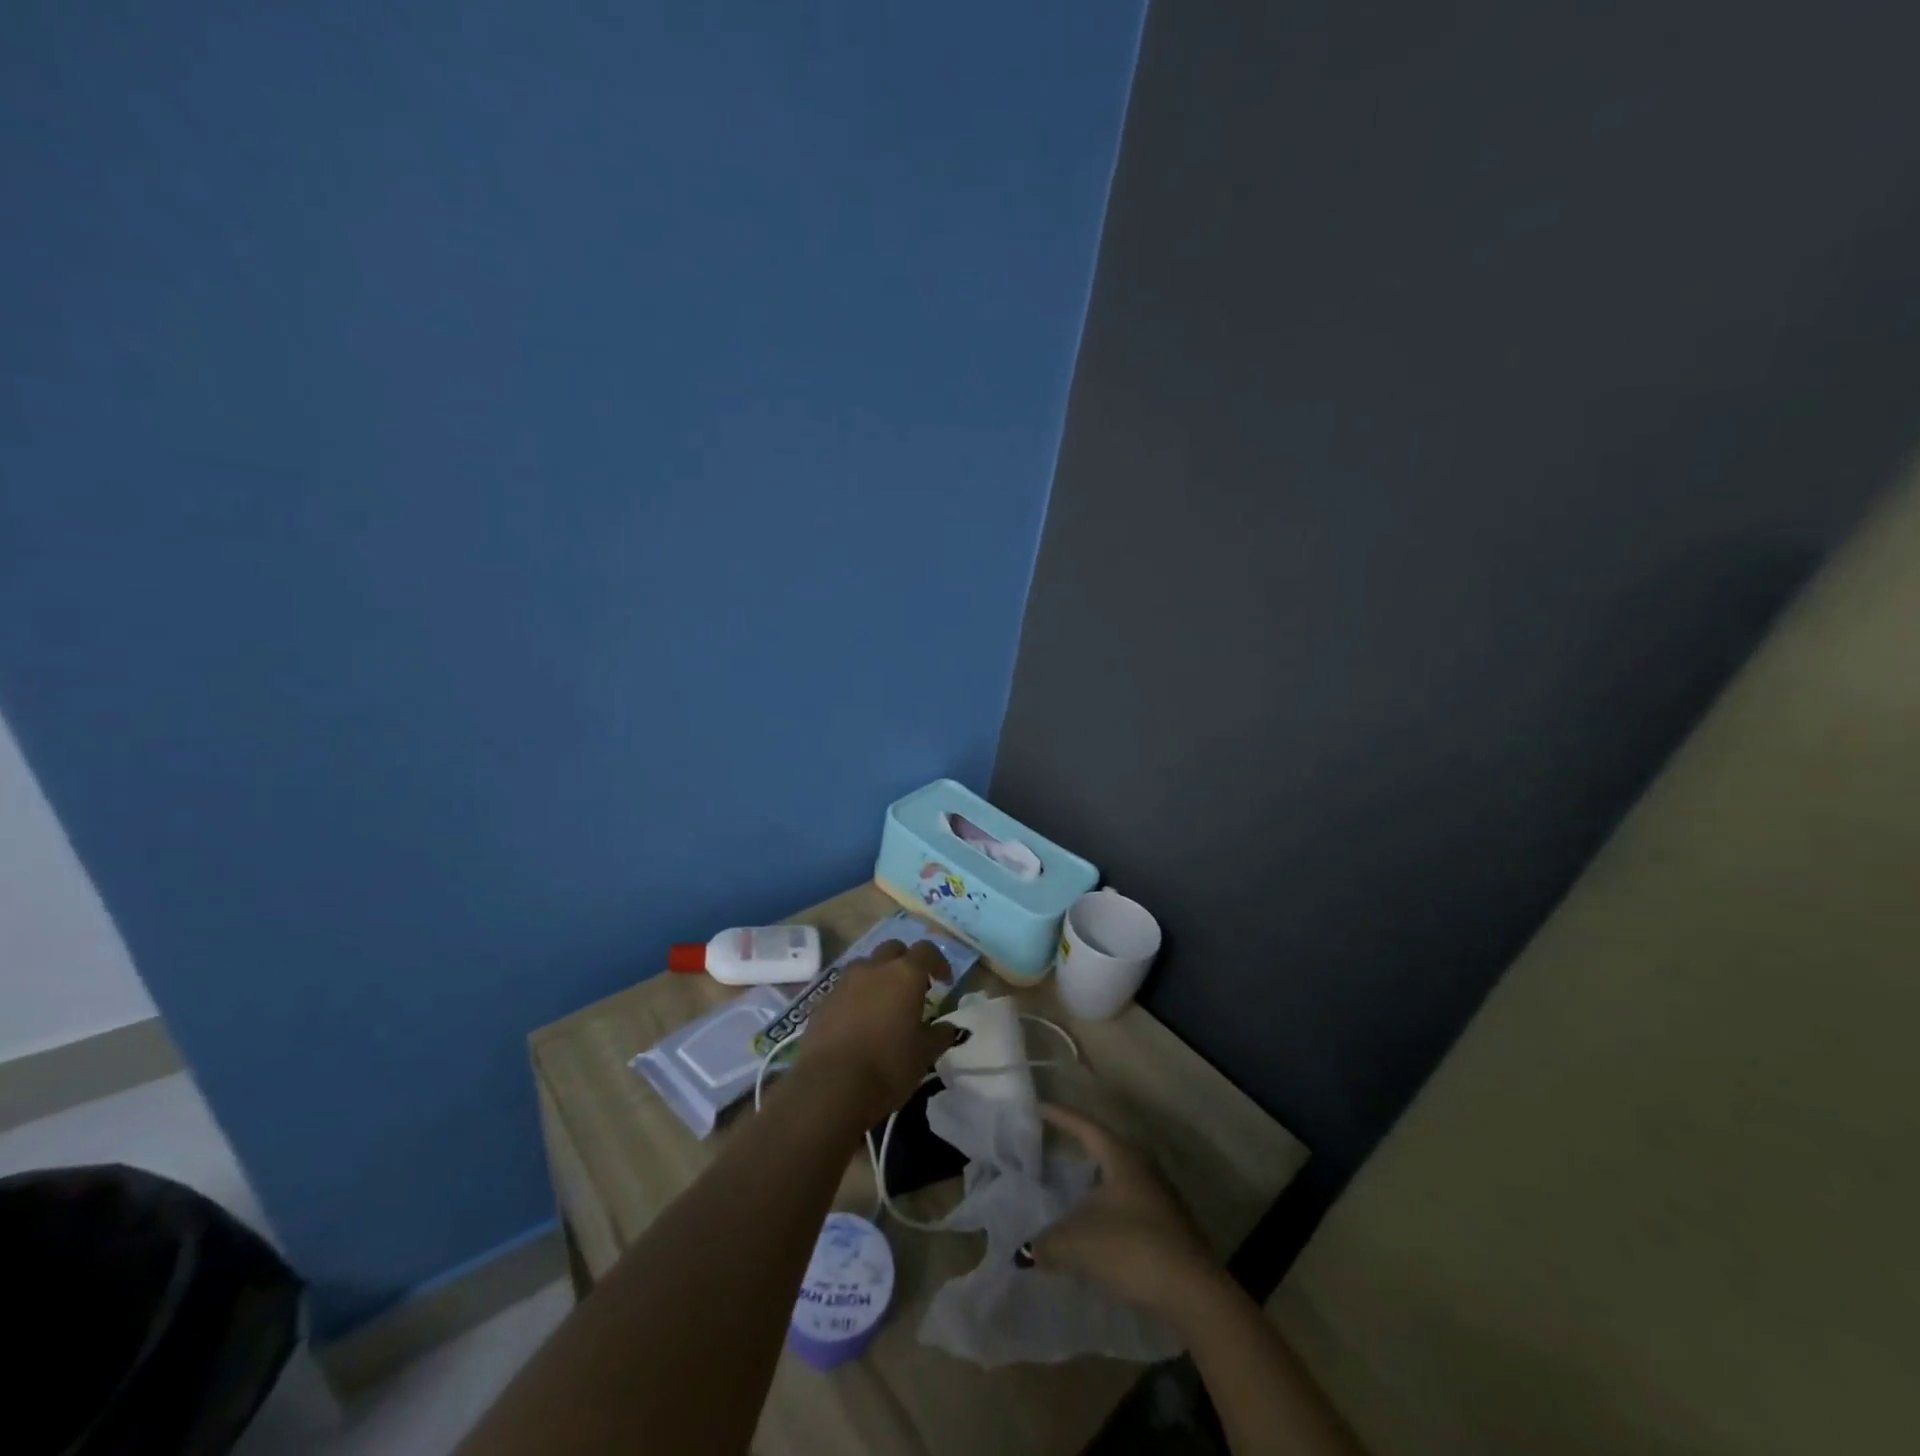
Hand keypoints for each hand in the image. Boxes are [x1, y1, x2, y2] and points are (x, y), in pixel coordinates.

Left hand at [791, 940, 958, 1120]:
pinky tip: (859, 1022)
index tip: (945, 982)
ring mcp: (844, 982)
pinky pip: (845, 988)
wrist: (830, 1086)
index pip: (926, 951)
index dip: (938, 962)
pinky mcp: (823, 1000)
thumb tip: (948, 1027)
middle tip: (912, 988)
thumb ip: (939, 1035)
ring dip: (878, 977)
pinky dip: (856, 996)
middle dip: (905, 962)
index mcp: (905, 974)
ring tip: (884, 1004)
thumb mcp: (924, 1055)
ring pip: (866, 966)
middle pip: (893, 949)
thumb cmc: (888, 1066)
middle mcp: (874, 968)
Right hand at [1035, 1104, 1221, 1318]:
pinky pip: (1130, 1209)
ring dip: (1095, 1186)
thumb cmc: (1132, 1249)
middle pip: (1105, 1150)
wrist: (1193, 1293)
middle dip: (1080, 1149)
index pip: (1085, 1126)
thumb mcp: (1079, 1243)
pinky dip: (1109, 1213)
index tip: (1040, 1107)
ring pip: (1119, 1181)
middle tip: (1054, 1147)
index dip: (1061, 1116)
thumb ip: (1048, 1243)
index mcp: (1121, 1158)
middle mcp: (1143, 1168)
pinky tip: (1097, 1232)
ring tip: (1071, 1193)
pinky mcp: (1170, 1228)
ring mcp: (1160, 1198)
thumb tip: (1026, 1252)